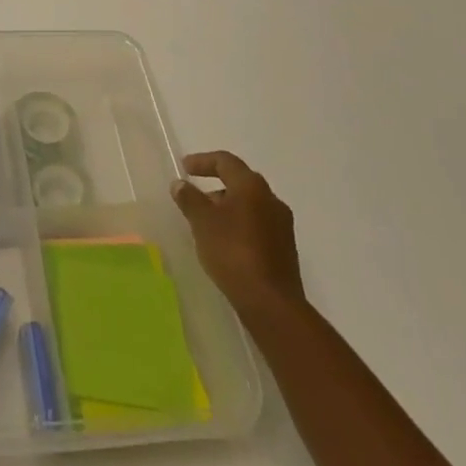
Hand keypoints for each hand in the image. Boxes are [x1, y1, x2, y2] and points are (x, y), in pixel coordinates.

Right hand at [172, 150, 305, 316]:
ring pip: (250, 205)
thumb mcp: (202, 222)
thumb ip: (189, 199)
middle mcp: (271, 199)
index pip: (225, 161)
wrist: (272, 303)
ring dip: (228, 207)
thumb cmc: (233, 253)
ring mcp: (282, 225)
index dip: (202, 161)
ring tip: (207, 223)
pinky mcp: (285, 249)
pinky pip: (258, 225)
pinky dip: (240, 225)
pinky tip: (226, 243)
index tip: (184, 167)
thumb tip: (180, 184)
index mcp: (251, 186)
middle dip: (216, 185)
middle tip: (196, 196)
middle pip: (240, 182)